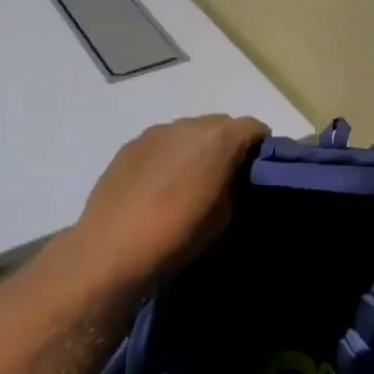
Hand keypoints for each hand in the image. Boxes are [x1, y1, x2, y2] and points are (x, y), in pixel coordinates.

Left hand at [72, 115, 268, 281]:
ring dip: (197, 148)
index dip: (261, 148)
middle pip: (222, 124)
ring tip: (188, 181)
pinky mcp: (131, 144)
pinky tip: (159, 184)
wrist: (112, 249)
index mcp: (220, 139)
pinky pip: (162, 142)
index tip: (258, 172)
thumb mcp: (226, 215)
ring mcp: (156, 131)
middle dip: (229, 145)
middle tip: (225, 177)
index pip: (255, 128)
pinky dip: (169, 155)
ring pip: (189, 131)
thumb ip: (236, 184)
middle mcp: (189, 124)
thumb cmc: (179, 234)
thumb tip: (232, 176)